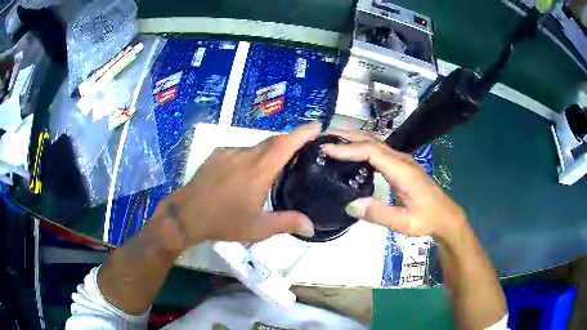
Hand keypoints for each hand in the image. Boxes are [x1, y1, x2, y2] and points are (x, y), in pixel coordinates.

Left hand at [159, 123, 319, 248]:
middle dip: (290, 142)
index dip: (303, 133)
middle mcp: (245, 155)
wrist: (187, 214)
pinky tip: (247, 174)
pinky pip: (241, 151)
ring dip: (269, 154)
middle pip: (273, 142)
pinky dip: (251, 158)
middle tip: (301, 153)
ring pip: (256, 147)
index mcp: (258, 171)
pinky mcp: (217, 154)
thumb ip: (287, 223)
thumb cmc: (223, 222)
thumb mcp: (258, 228)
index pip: (285, 144)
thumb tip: (312, 227)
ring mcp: (229, 152)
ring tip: (272, 171)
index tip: (317, 126)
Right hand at [321, 129, 465, 238]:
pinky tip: (351, 155)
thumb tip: (351, 205)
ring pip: (374, 143)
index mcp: (402, 170)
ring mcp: (401, 160)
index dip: (348, 148)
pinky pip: (377, 151)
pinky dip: (361, 148)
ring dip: (353, 139)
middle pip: (371, 140)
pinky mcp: (400, 165)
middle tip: (323, 137)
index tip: (326, 148)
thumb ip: (380, 214)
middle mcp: (401, 159)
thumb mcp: (404, 223)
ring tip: (332, 142)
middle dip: (347, 135)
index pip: (371, 151)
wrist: (445, 215)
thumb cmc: (426, 219)